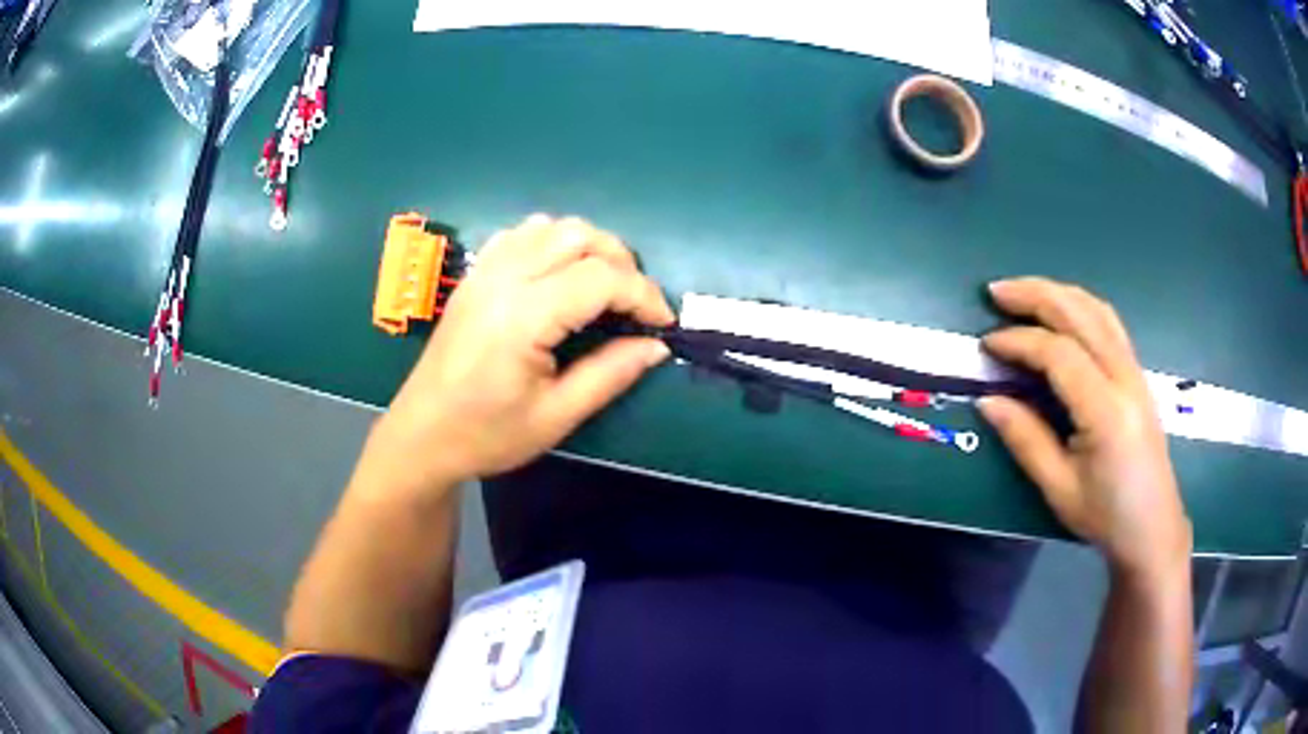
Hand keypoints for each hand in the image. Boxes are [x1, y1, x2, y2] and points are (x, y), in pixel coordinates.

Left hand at [372, 215, 673, 490]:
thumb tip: (656, 346)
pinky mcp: (475, 274)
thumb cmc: (487, 435)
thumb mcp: (556, 416)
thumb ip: (610, 374)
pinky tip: (560, 275)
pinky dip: (553, 242)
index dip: (644, 295)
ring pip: (551, 226)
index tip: (662, 324)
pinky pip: (521, 234)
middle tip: (635, 306)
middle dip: (622, 262)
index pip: (601, 278)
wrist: (422, 435)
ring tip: (603, 287)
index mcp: (522, 317)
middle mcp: (503, 279)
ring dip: (589, 246)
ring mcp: (484, 271)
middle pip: (579, 236)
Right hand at [979, 278, 1190, 580]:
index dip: (1019, 341)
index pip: (1059, 354)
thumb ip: (1025, 439)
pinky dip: (1079, 306)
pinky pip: (1108, 323)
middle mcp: (1124, 378)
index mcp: (1105, 411)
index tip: (987, 344)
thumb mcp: (1059, 488)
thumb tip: (987, 401)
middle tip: (996, 292)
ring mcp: (1135, 371)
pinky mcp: (1137, 374)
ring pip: (1097, 310)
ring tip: (1024, 294)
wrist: (1153, 527)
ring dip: (1058, 293)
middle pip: (1080, 314)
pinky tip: (1062, 313)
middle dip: (1035, 295)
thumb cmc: (1106, 516)